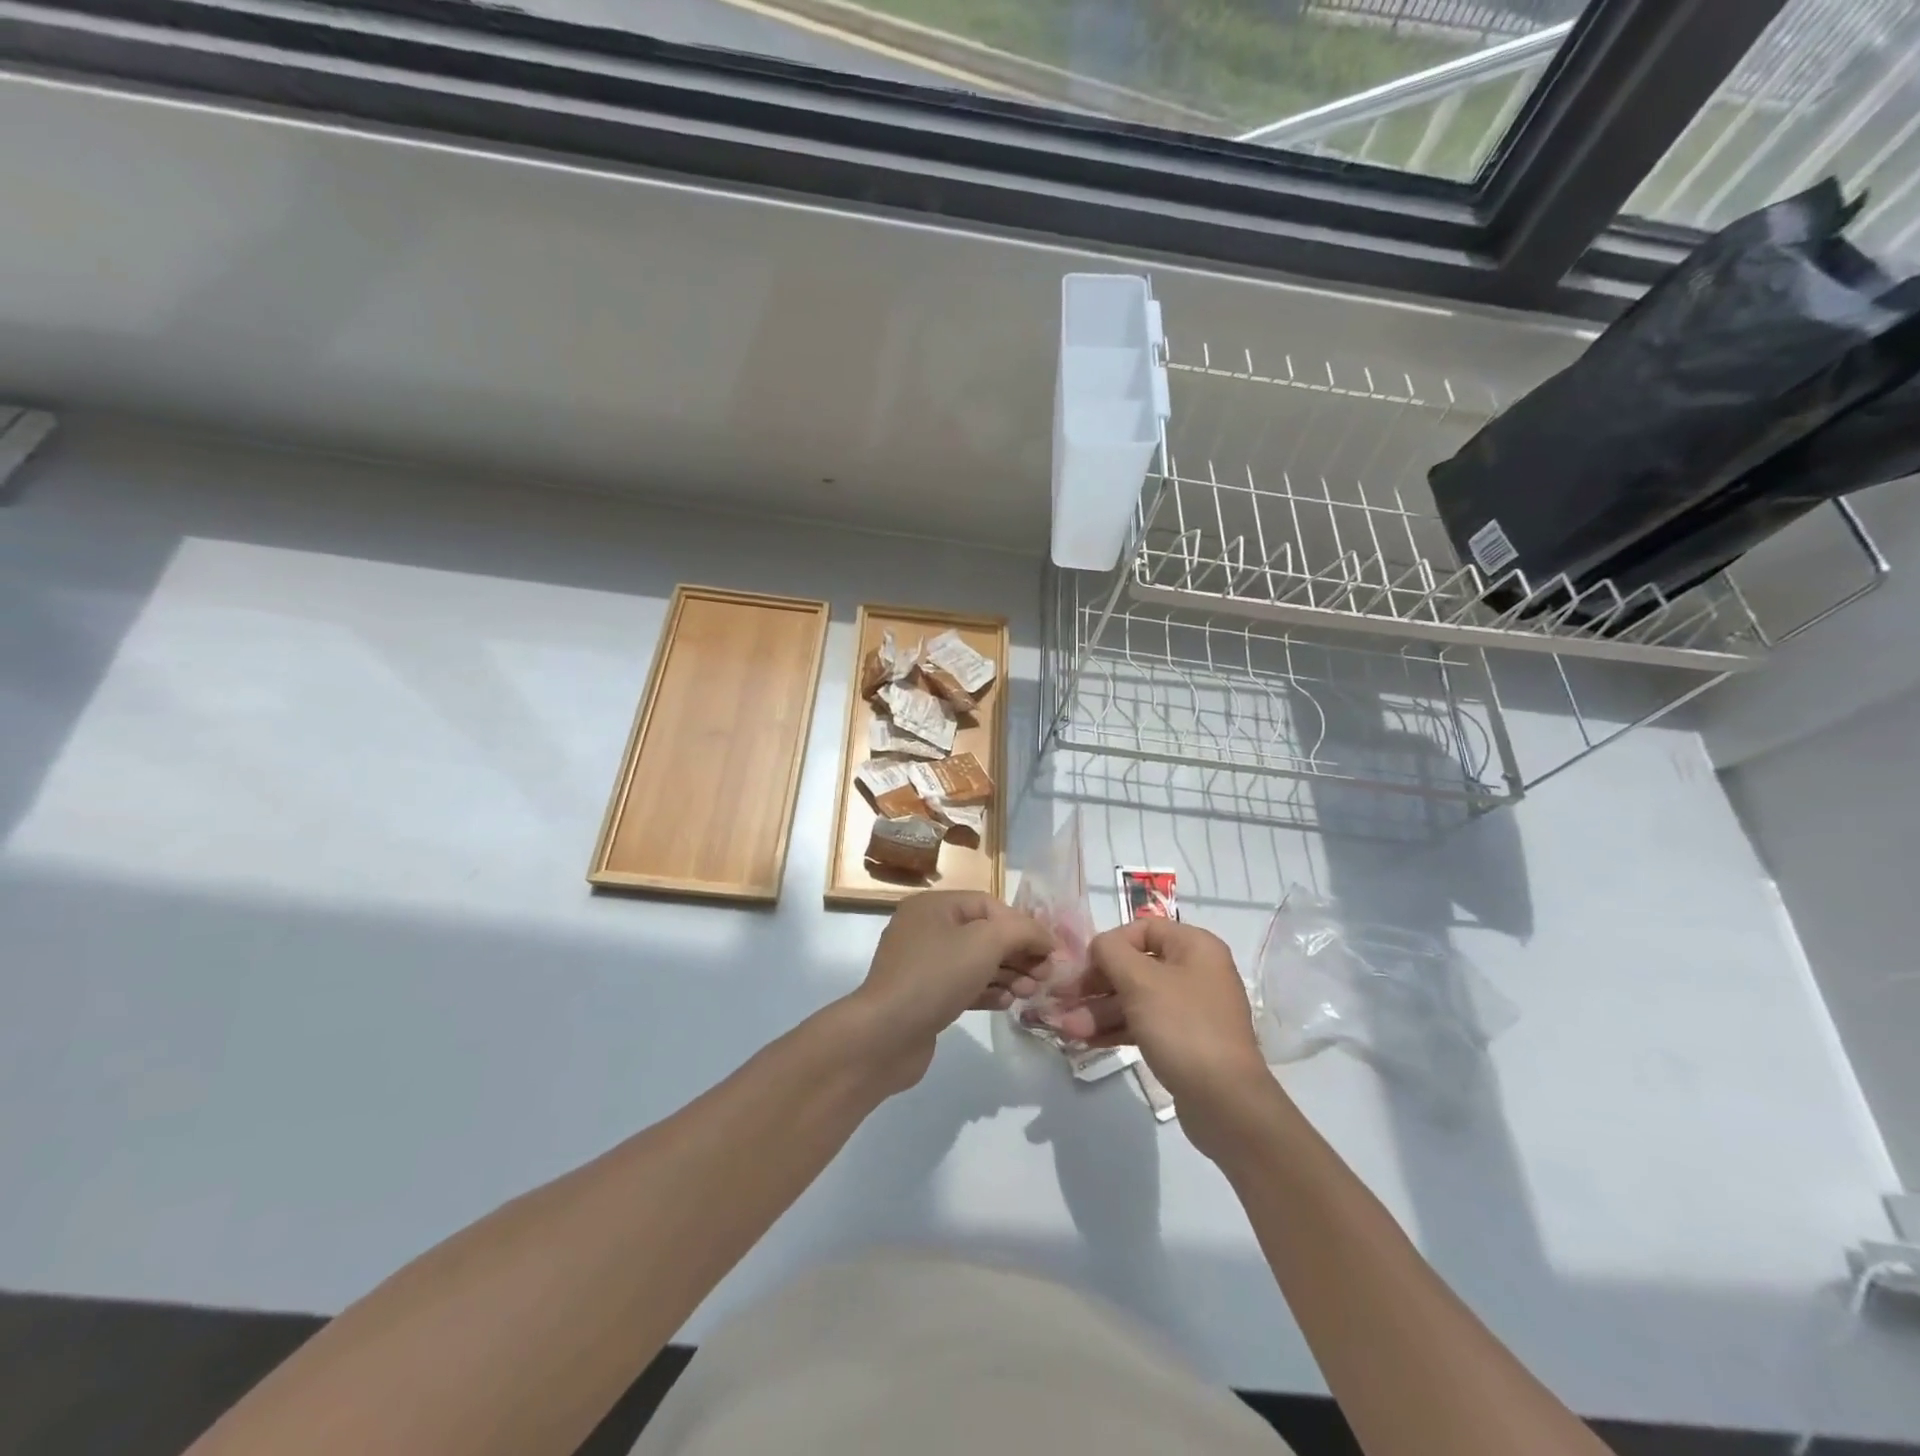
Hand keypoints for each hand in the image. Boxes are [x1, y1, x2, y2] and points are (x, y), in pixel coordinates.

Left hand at [846, 891, 1051, 1091]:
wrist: (885, 1034)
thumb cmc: (937, 975)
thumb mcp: (986, 942)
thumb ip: (1022, 931)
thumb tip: (1045, 938)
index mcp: (934, 906)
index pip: (989, 905)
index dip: (1022, 925)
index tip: (1050, 951)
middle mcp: (925, 929)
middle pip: (984, 934)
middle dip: (1018, 953)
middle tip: (1045, 976)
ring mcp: (922, 965)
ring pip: (975, 962)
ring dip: (1007, 974)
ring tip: (1029, 992)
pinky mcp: (924, 997)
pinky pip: (963, 986)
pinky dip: (987, 991)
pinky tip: (1006, 1003)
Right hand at [1040, 919, 1275, 1122]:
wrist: (1226, 1102)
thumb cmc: (1183, 1027)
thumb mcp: (1141, 981)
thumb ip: (1111, 952)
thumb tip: (1099, 946)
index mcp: (1194, 947)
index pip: (1143, 929)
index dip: (1109, 944)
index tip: (1083, 966)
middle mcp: (1194, 972)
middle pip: (1134, 966)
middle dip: (1095, 985)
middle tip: (1062, 999)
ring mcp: (1189, 1009)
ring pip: (1135, 999)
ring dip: (1098, 1010)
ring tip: (1065, 1028)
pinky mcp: (1182, 1042)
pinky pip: (1143, 1025)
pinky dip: (1115, 1029)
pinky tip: (1085, 1040)